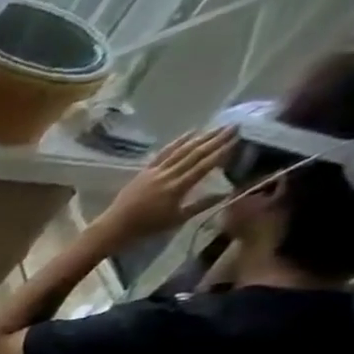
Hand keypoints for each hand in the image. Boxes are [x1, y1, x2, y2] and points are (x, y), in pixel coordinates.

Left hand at [99, 127, 237, 241]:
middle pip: (195, 153)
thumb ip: (201, 205)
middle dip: (216, 139)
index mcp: (177, 188)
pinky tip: (190, 133)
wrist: (115, 226)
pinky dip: (177, 142)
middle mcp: (167, 175)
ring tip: (218, 127)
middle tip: (235, 126)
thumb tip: (225, 193)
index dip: (222, 151)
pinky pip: (163, 153)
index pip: (205, 165)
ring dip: (200, 137)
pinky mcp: (144, 171)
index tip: (239, 139)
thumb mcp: (177, 219)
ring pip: (181, 150)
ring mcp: (154, 171)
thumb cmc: (146, 227)